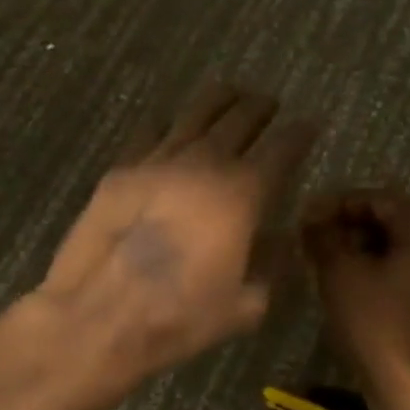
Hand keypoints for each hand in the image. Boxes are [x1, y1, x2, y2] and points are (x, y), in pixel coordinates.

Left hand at [36, 83, 315, 382]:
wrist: (99, 315)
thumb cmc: (180, 316)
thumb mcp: (246, 306)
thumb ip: (271, 267)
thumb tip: (279, 239)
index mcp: (243, 193)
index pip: (282, 148)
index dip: (299, 133)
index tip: (310, 124)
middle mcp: (205, 164)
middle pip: (240, 119)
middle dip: (260, 108)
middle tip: (269, 103)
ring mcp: (159, 160)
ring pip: (196, 114)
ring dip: (219, 101)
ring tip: (230, 92)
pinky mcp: (122, 168)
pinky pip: (150, 131)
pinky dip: (168, 122)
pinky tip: (170, 122)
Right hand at [301, 191, 409, 402]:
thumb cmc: (377, 323)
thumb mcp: (341, 273)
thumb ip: (324, 236)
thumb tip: (311, 217)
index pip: (375, 198)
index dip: (336, 204)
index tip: (305, 218)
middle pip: (388, 219)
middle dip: (347, 225)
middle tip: (313, 239)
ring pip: (395, 245)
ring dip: (359, 247)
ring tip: (325, 261)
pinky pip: (405, 268)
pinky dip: (376, 268)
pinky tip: (349, 284)